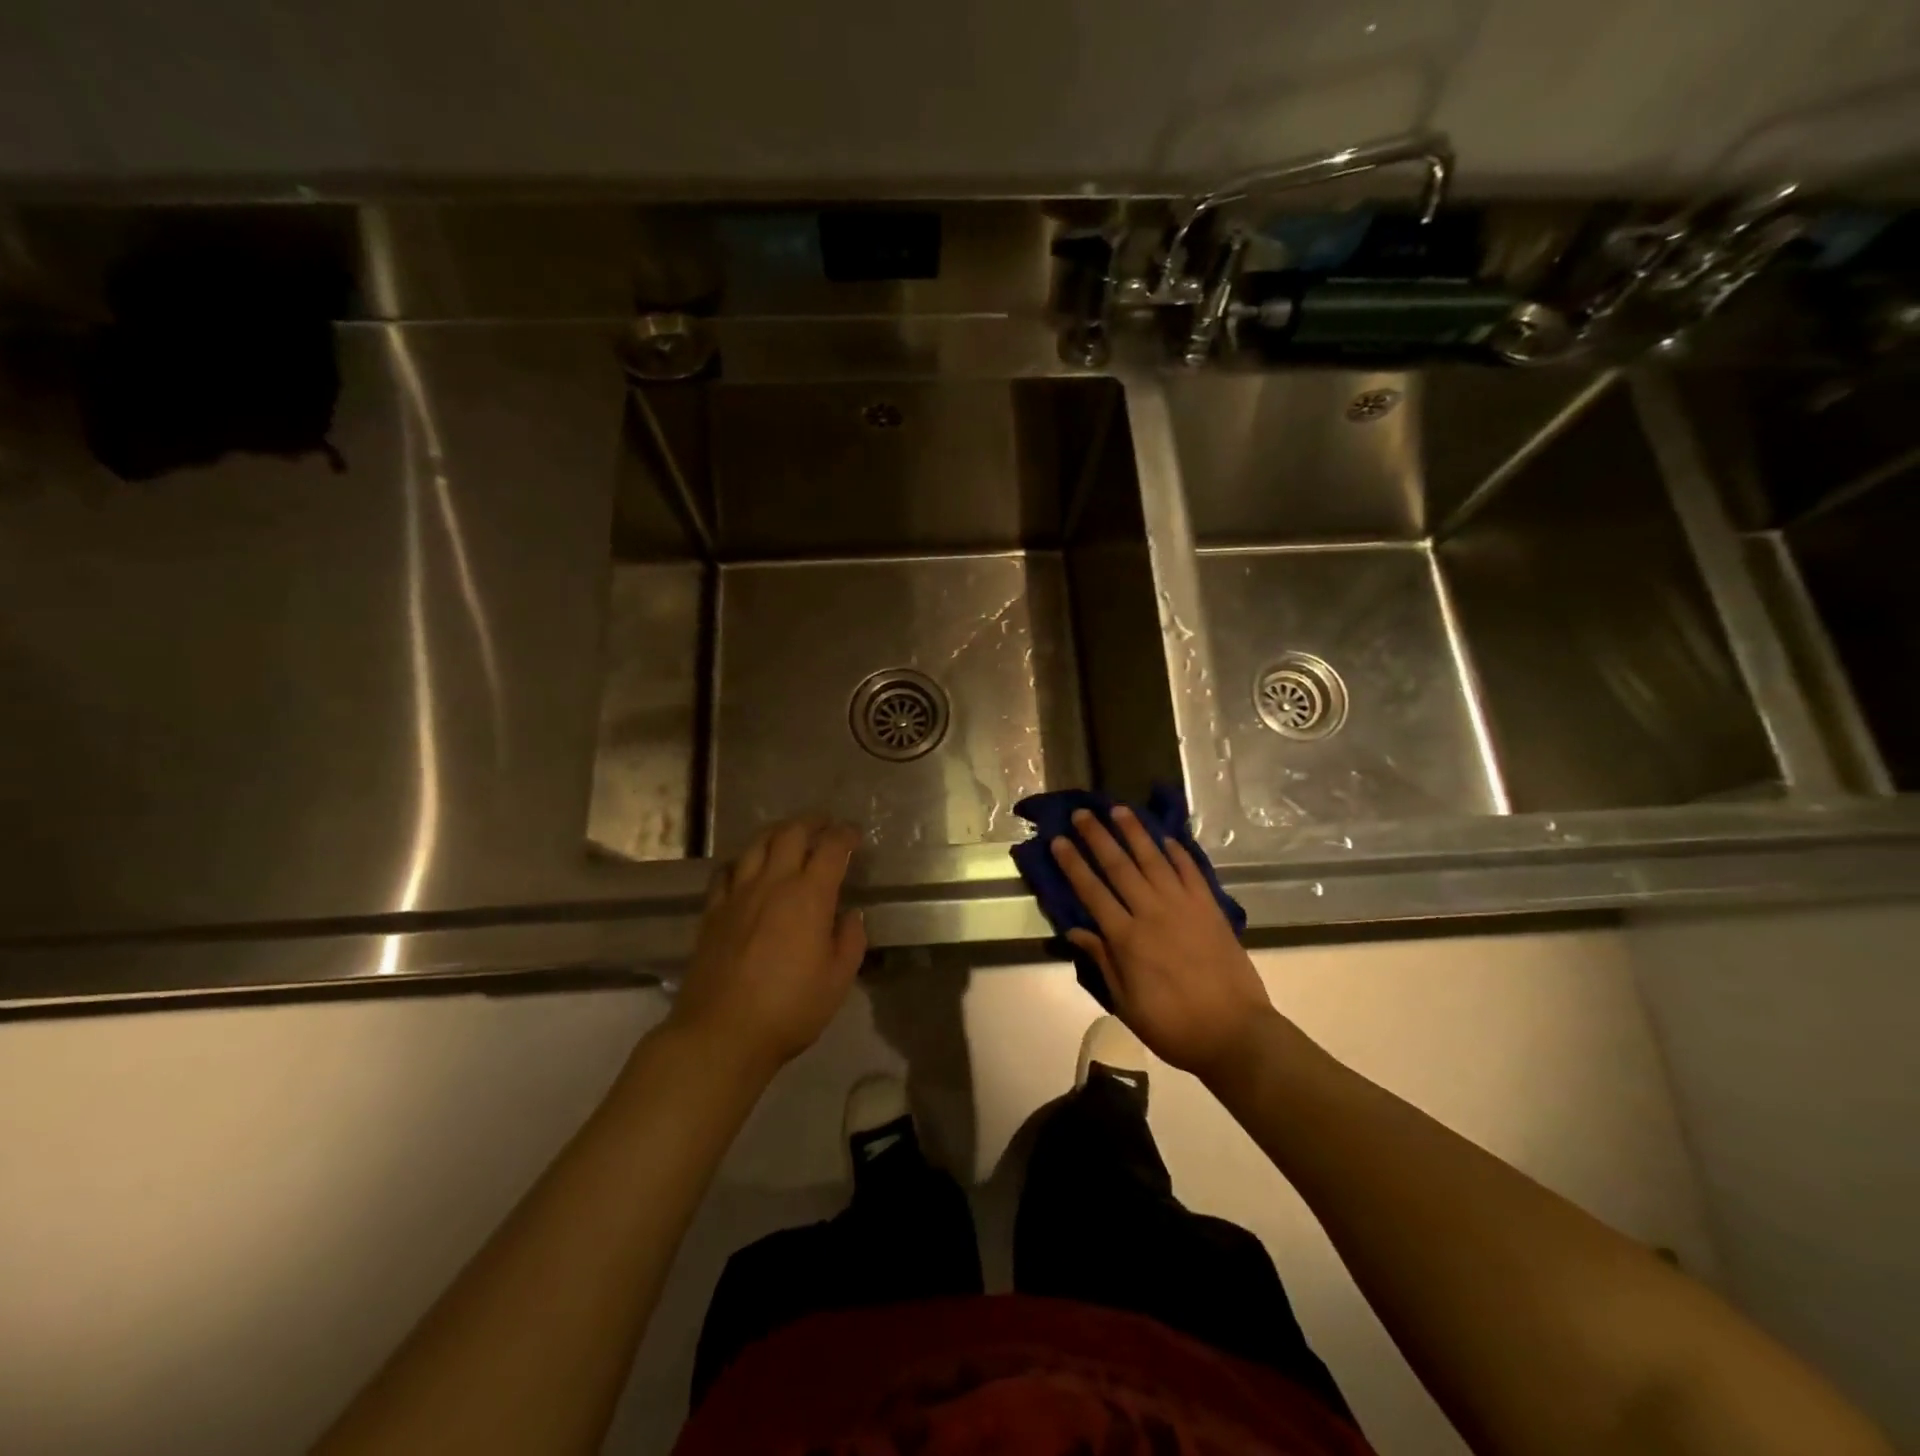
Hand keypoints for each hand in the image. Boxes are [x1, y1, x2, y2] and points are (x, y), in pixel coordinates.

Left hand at [668, 817, 867, 1077]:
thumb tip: (850, 915)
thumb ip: (850, 940)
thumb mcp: (837, 980)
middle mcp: (773, 883)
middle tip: (824, 825)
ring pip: (756, 845)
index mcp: (809, 896)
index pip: (830, 848)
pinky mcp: (713, 912)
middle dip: (811, 822)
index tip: (854, 834)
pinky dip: (743, 860)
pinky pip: (727, 871)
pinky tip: (747, 868)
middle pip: (790, 833)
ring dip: (777, 833)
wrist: (721, 1033)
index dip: (845, 834)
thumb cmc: (789, 1008)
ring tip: (788, 837)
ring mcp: (738, 895)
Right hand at [1051, 807, 1276, 1081]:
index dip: (1073, 864)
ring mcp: (1183, 906)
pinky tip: (1165, 837)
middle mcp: (1151, 912)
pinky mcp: (1210, 908)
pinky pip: (1190, 871)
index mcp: (1126, 938)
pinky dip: (1177, 852)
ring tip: (1119, 810)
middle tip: (1082, 813)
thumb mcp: (1127, 1003)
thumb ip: (1103, 962)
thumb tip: (1076, 931)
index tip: (1058, 841)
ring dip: (1134, 833)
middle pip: (1118, 866)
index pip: (1091, 891)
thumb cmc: (1174, 1026)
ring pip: (1153, 859)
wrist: (1235, 1032)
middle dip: (1097, 837)